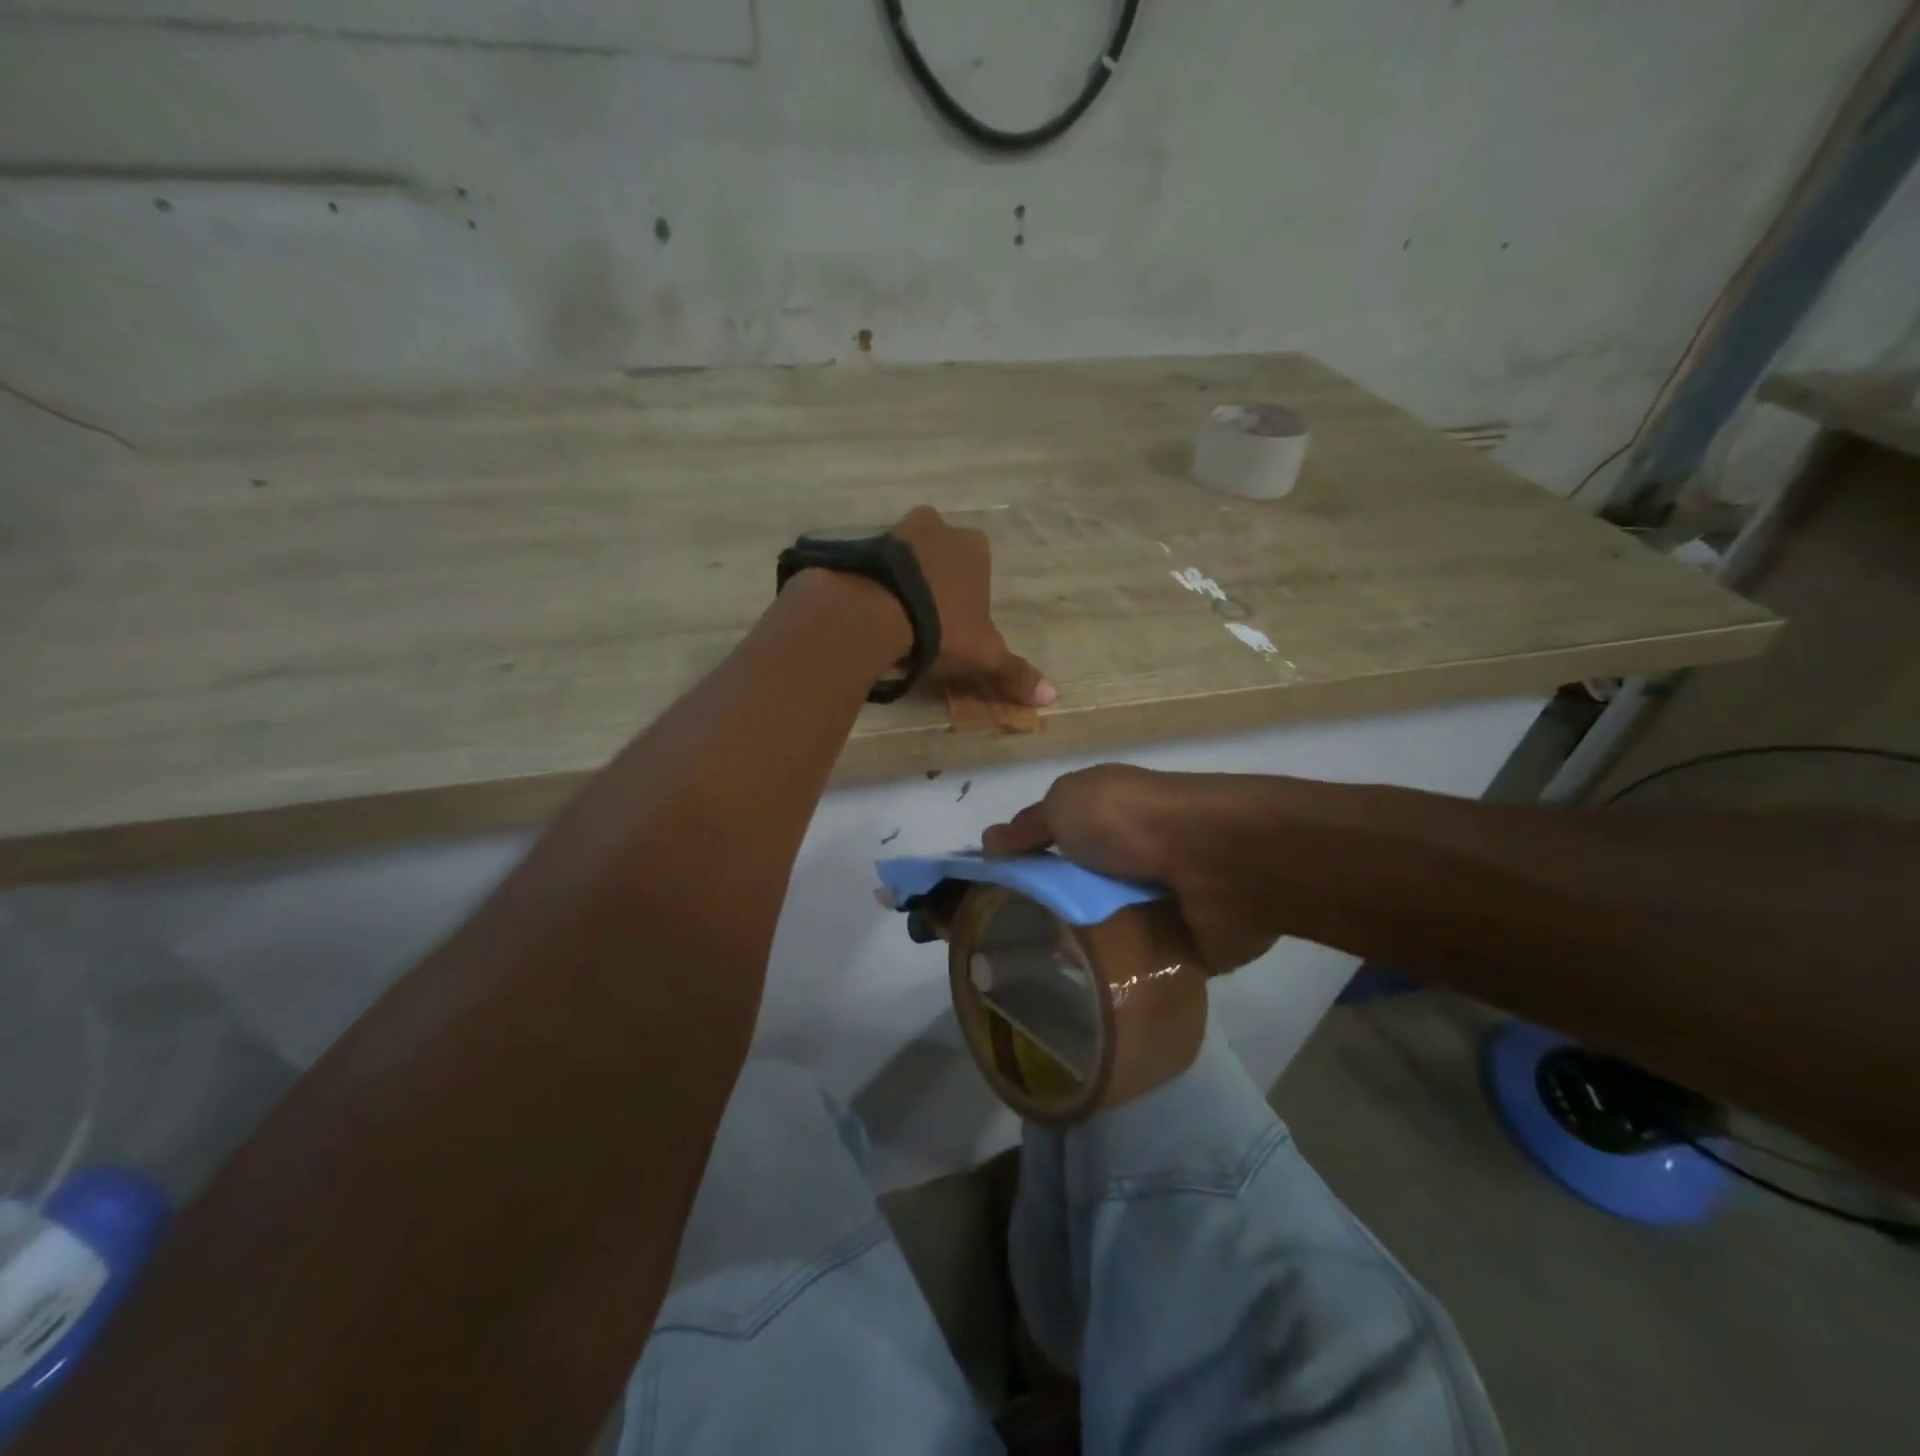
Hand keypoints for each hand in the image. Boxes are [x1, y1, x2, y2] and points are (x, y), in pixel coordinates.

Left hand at [891, 506, 1055, 705]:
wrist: (875, 614)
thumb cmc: (942, 629)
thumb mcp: (985, 656)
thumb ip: (1015, 673)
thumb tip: (1053, 695)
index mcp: (975, 547)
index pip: (980, 568)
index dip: (971, 598)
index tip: (958, 627)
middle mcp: (940, 527)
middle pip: (943, 557)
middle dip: (938, 583)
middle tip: (928, 622)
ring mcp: (898, 530)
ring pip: (908, 557)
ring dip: (906, 580)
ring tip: (898, 618)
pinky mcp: (864, 544)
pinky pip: (876, 565)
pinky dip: (878, 582)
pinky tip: (873, 610)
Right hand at [982, 765, 1280, 973]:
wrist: (1221, 860)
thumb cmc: (1133, 822)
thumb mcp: (1067, 804)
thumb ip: (1030, 827)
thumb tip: (989, 842)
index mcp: (1099, 824)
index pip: (1046, 852)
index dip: (1016, 875)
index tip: (985, 908)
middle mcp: (1122, 862)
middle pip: (1068, 897)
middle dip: (1040, 921)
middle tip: (1003, 957)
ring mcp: (1151, 905)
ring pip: (1097, 935)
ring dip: (1074, 954)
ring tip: (1034, 987)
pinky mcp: (1176, 946)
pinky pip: (1134, 967)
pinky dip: (1114, 980)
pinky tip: (1079, 1001)